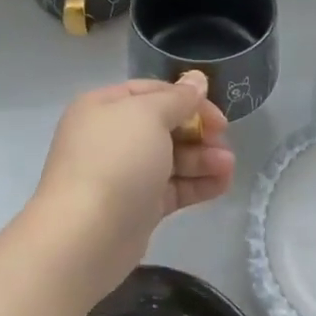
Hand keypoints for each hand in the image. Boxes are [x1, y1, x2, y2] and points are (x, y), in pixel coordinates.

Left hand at [32, 72, 234, 299]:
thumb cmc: (116, 160)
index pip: (151, 92)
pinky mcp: (136, 208)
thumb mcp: (150, 115)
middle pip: (164, 126)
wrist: (85, 236)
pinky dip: (197, 184)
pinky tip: (222, 184)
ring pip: (171, 159)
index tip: (216, 113)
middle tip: (225, 141)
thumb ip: (178, 98)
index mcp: (104, 107)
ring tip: (229, 167)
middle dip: (198, 132)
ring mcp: (123, 174)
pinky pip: (171, 188)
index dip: (187, 98)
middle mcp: (110, 137)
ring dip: (203, 159)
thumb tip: (197, 79)